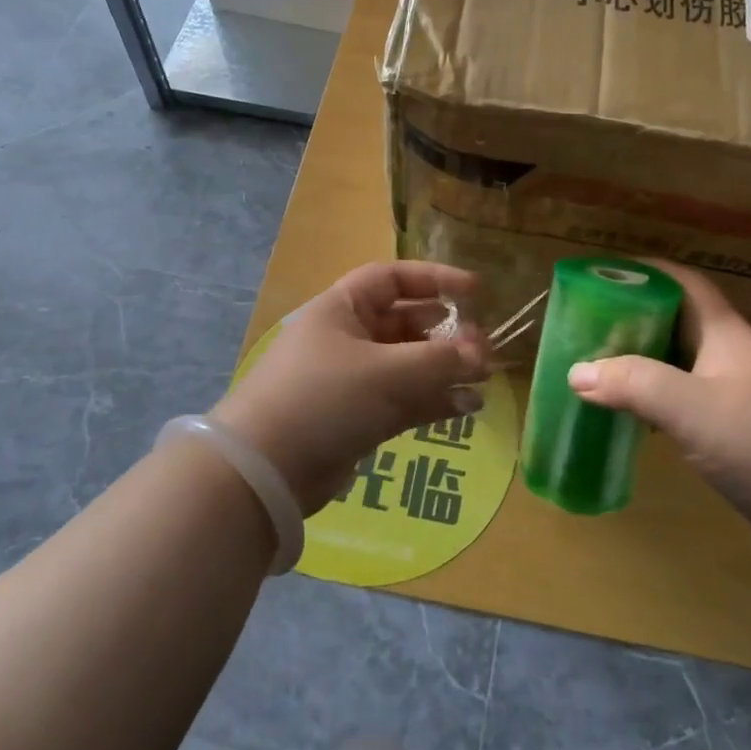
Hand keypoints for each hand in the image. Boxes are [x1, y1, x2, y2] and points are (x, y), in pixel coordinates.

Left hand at [211, 262, 490, 514]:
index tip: (476, 291)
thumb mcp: (387, 372)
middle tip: (483, 347)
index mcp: (343, 309)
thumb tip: (482, 355)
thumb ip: (441, 361)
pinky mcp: (357, 418)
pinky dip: (433, 400)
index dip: (435, 280)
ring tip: (484, 379)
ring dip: (445, 370)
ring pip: (408, 365)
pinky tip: (468, 407)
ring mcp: (352, 380)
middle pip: (405, 323)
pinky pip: (404, 399)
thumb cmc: (325, 398)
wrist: (266, 470)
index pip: (393, 279)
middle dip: (446, 333)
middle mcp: (347, 337)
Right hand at [565, 261, 750, 566]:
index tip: (601, 274)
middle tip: (587, 326)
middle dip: (634, 317)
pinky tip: (635, 415)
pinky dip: (658, 399)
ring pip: (682, 364)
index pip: (684, 284)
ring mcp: (742, 396)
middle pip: (679, 322)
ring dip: (644, 361)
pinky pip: (689, 401)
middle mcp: (735, 358)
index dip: (645, 272)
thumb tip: (576, 371)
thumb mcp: (692, 408)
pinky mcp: (744, 433)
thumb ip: (633, 384)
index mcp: (728, 336)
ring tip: (599, 367)